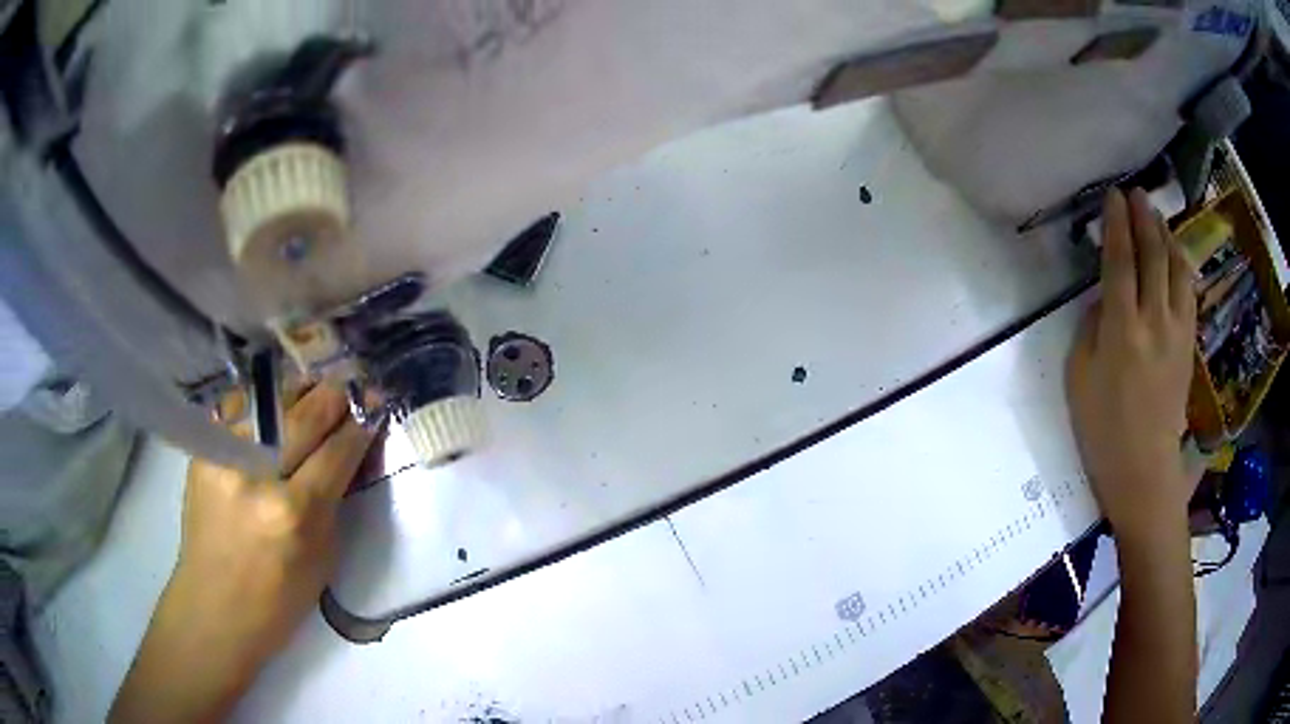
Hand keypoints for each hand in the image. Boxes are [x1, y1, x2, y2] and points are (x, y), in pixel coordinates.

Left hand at [111, 384, 375, 723]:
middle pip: (304, 415)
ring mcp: (224, 455)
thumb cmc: (278, 599)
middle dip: (335, 395)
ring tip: (317, 384)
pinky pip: (239, 408)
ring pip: (270, 399)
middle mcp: (256, 473)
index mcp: (294, 513)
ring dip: (300, 390)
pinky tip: (275, 401)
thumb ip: (333, 501)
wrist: (214, 606)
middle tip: (353, 381)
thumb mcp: (323, 558)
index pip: (336, 451)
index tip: (375, 402)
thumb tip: (346, 452)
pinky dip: (263, 401)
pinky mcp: (204, 451)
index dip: (360, 424)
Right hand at [1066, 188, 1196, 542]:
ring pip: (1176, 268)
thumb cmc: (1101, 428)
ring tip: (1156, 216)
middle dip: (1144, 218)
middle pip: (1153, 255)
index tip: (1113, 196)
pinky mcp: (1189, 344)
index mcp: (1122, 330)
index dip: (1117, 224)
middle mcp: (1154, 321)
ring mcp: (1177, 332)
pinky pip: (1188, 291)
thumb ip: (1091, 327)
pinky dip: (1181, 264)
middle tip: (1136, 193)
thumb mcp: (1078, 376)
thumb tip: (1104, 298)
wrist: (1143, 468)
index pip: (1121, 261)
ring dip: (1166, 236)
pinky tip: (1176, 253)